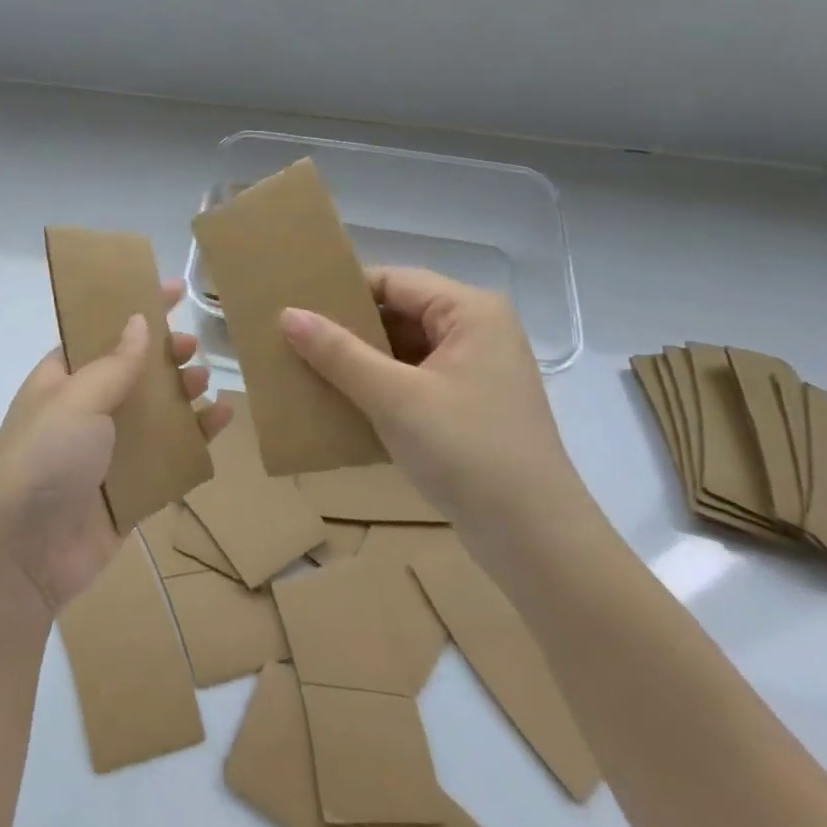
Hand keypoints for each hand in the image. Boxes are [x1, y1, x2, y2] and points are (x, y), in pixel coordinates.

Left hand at [0, 279, 232, 619]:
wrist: (21, 558)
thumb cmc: (44, 459)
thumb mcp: (76, 399)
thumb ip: (114, 362)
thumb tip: (139, 320)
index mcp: (62, 379)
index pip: (102, 331)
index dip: (135, 308)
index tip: (174, 288)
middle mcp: (86, 410)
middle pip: (134, 371)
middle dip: (164, 354)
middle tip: (193, 345)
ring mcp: (109, 452)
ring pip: (156, 412)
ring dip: (183, 393)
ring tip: (206, 380)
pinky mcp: (131, 490)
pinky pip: (170, 455)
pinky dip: (196, 437)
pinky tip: (220, 421)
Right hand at [279, 268, 587, 548]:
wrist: (538, 544)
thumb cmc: (468, 453)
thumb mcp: (394, 398)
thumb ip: (339, 353)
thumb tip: (288, 314)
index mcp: (470, 311)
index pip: (393, 282)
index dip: (343, 292)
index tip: (295, 307)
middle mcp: (478, 331)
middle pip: (399, 314)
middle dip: (349, 329)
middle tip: (293, 339)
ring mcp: (476, 371)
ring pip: (404, 350)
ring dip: (361, 361)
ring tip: (307, 368)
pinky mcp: (470, 407)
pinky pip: (414, 380)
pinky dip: (380, 388)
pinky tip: (341, 402)